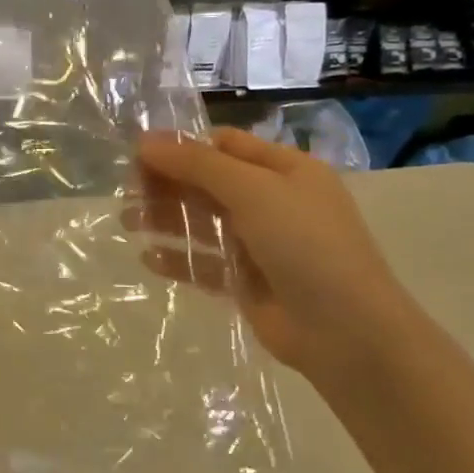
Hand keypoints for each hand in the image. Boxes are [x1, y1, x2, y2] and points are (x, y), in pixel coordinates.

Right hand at [132, 130, 416, 378]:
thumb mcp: (253, 191)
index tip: (138, 156)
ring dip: (166, 219)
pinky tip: (148, 260)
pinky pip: (205, 264)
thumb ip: (198, 165)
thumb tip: (145, 141)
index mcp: (285, 171)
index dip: (182, 147)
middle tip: (126, 193)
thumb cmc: (306, 245)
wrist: (346, 330)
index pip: (225, 146)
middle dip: (167, 184)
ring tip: (128, 222)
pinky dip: (178, 259)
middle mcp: (273, 202)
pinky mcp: (246, 282)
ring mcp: (260, 245)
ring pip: (203, 223)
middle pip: (208, 184)